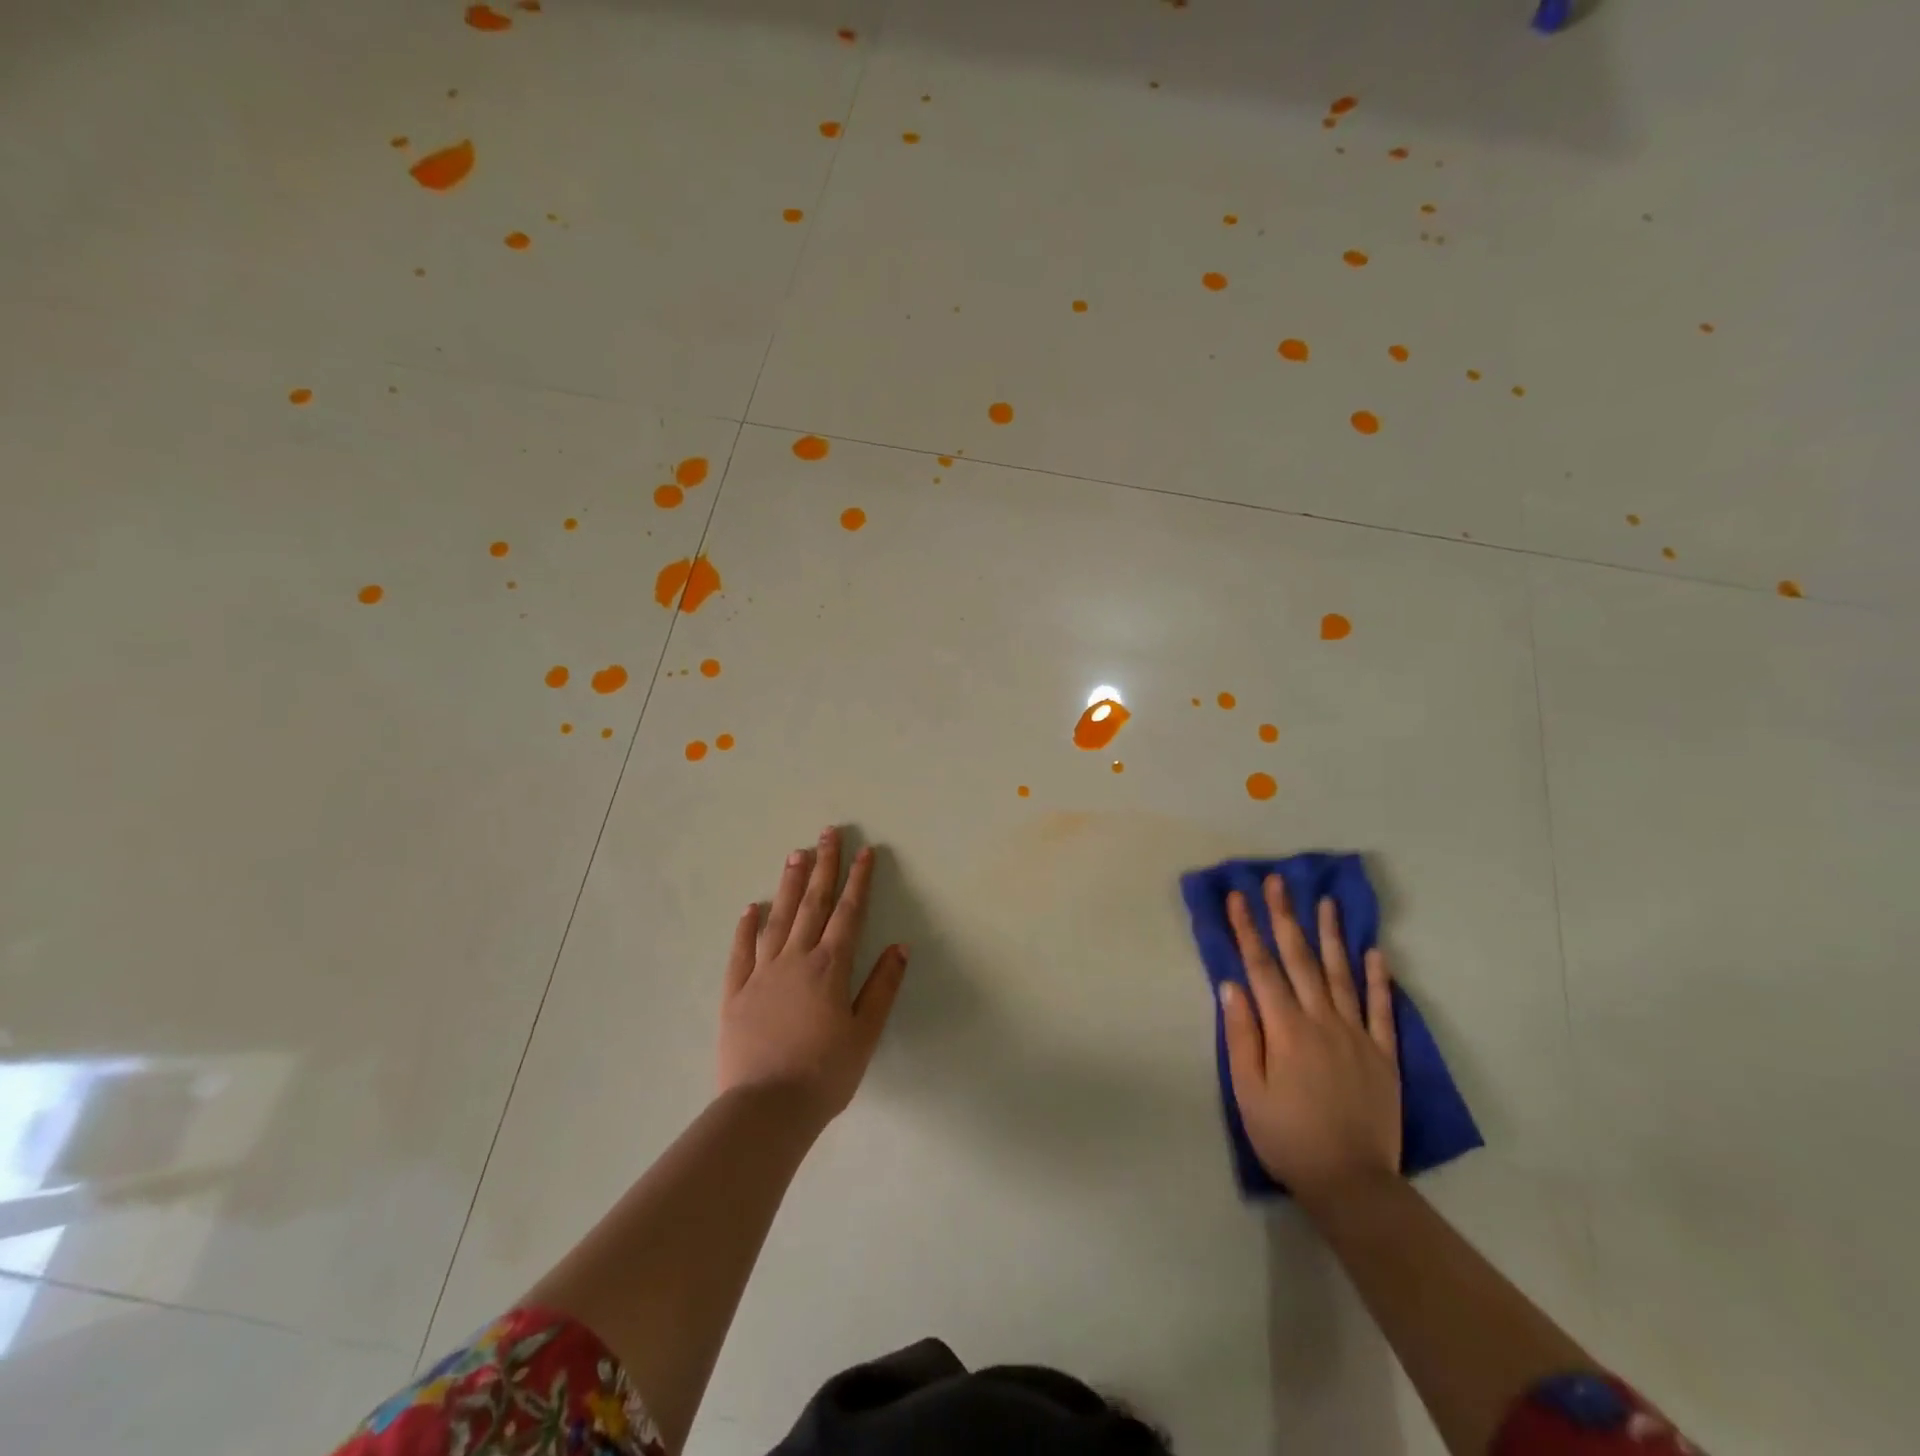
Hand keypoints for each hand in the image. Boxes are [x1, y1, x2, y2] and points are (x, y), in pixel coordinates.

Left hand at [718, 827, 907, 1126]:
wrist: (766, 1109)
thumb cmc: (824, 1073)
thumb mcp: (865, 1033)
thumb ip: (883, 986)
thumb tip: (900, 945)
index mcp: (830, 967)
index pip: (849, 912)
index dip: (859, 879)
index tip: (865, 850)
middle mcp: (795, 960)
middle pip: (812, 903)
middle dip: (823, 866)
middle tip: (827, 832)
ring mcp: (761, 974)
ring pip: (777, 919)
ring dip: (788, 885)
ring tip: (794, 854)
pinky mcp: (735, 993)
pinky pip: (741, 952)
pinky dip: (746, 928)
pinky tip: (750, 909)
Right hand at [1218, 876, 1400, 1206]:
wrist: (1351, 1182)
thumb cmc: (1287, 1136)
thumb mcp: (1248, 1090)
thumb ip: (1241, 1034)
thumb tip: (1231, 986)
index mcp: (1285, 1029)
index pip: (1261, 967)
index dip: (1248, 929)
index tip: (1238, 897)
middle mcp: (1322, 1020)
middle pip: (1300, 959)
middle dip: (1285, 916)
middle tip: (1277, 882)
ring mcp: (1357, 1035)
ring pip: (1342, 974)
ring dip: (1331, 935)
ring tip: (1325, 901)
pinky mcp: (1384, 1054)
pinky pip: (1382, 1009)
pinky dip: (1380, 979)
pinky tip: (1376, 952)